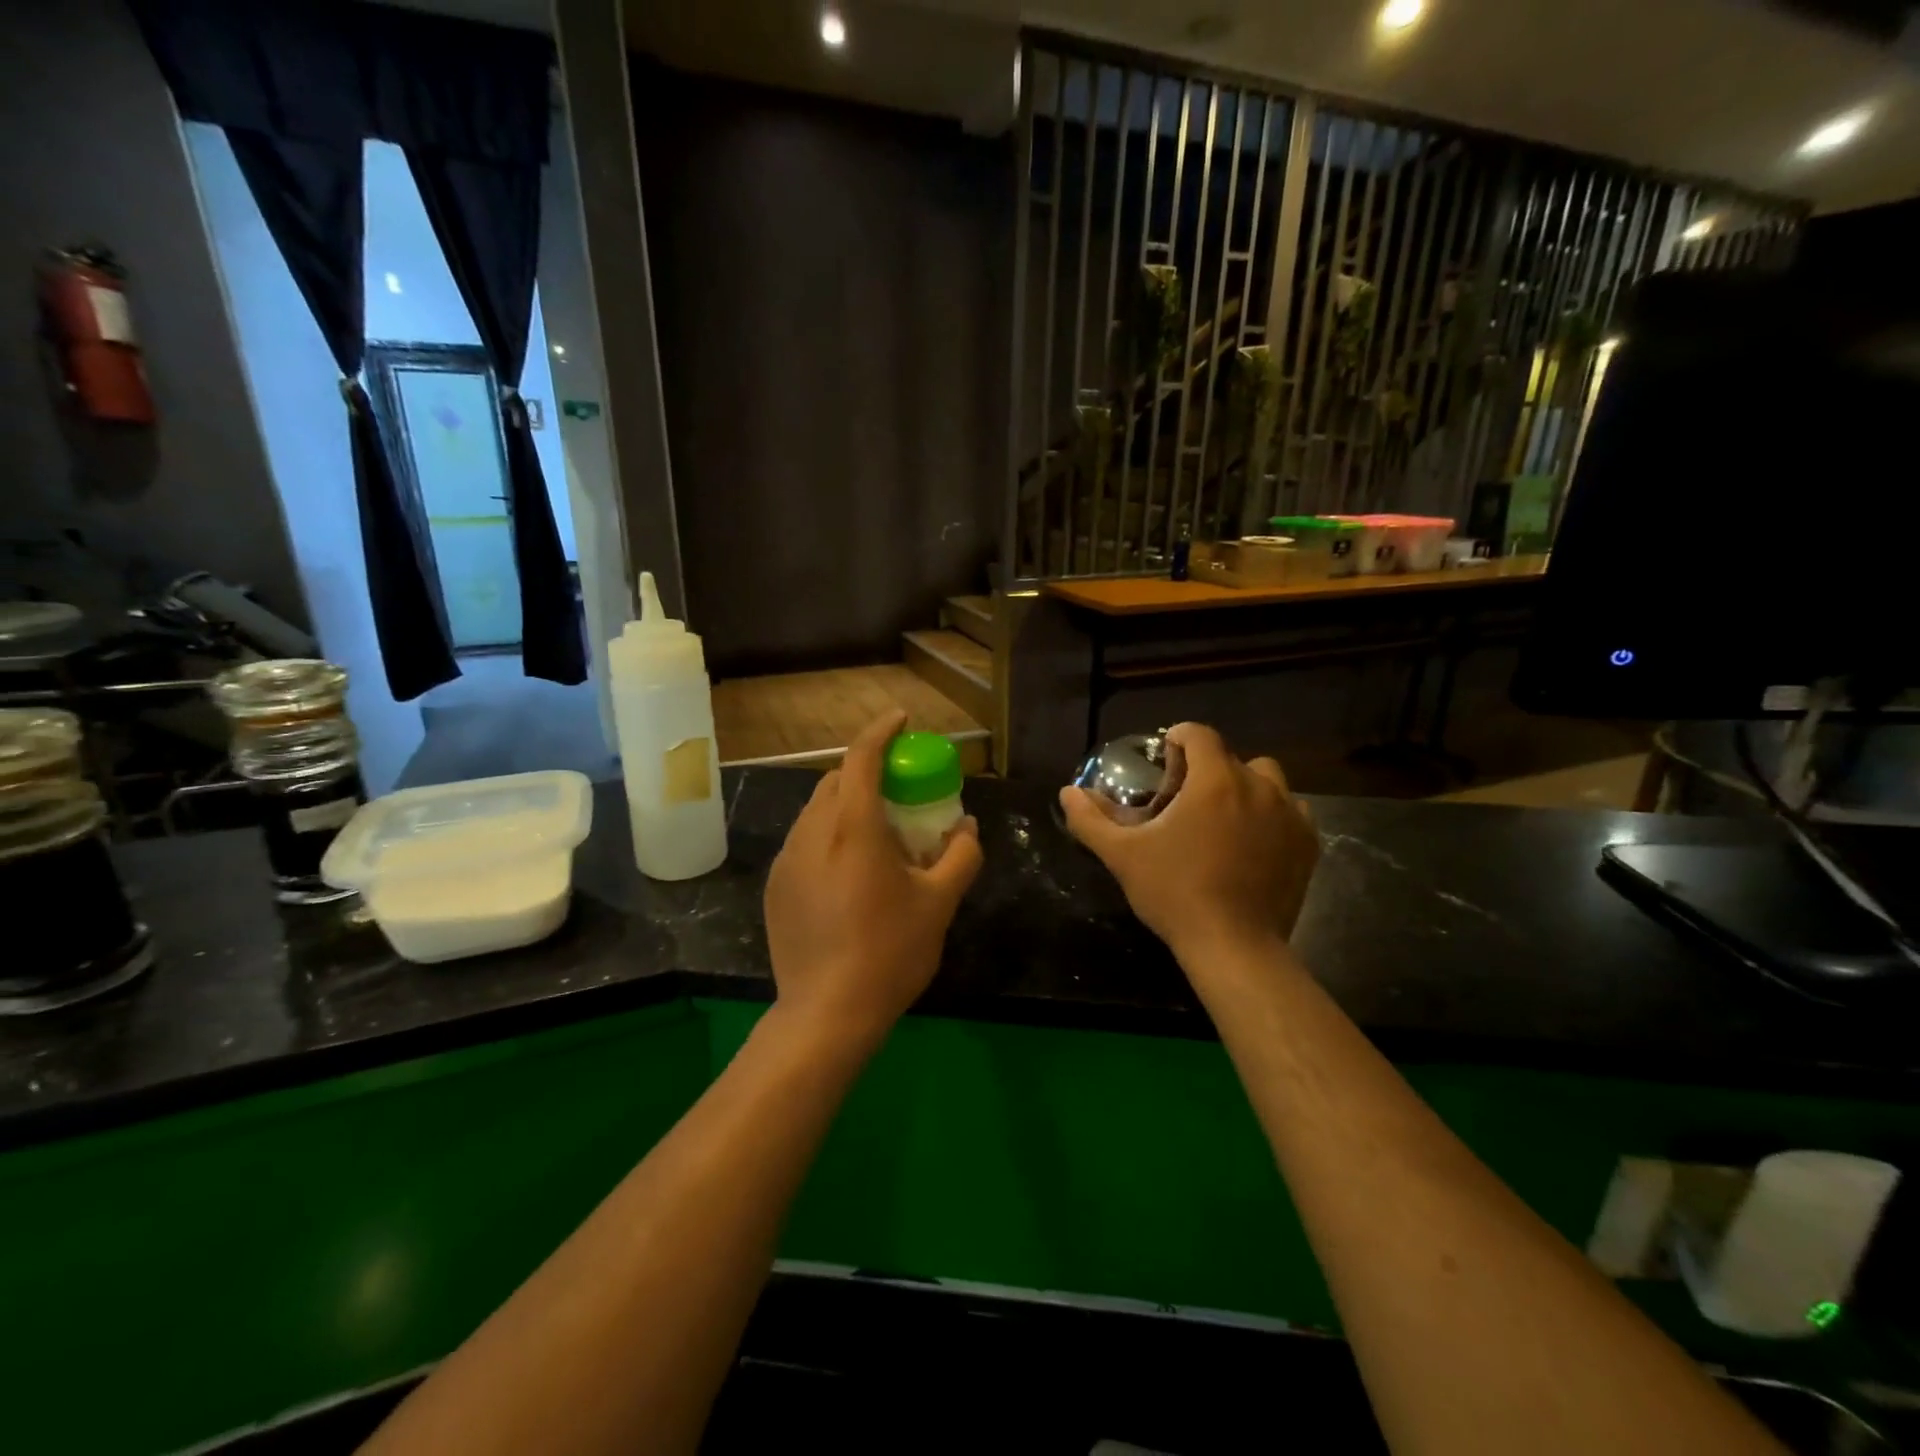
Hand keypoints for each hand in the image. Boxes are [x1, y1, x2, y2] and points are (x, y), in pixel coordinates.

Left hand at [763, 711, 982, 1046]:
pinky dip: (829, 835)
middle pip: (837, 780)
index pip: (862, 758)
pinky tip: (850, 872)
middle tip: (899, 791)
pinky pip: (805, 841)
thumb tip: (969, 827)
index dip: (881, 731)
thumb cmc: (889, 952)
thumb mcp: (939, 903)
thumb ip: (961, 856)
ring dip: (847, 805)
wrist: (825, 1013)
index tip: (901, 719)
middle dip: (867, 772)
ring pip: (817, 811)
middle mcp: (813, 833)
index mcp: (853, 828)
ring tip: (877, 834)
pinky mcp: (776, 887)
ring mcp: (788, 860)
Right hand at [1058, 722, 1318, 964]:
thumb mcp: (1122, 855)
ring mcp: (1289, 815)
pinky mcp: (1307, 844)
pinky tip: (1252, 841)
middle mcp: (1258, 787)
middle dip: (1207, 768)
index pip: (1200, 735)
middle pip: (1231, 757)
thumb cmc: (1174, 892)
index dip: (1179, 738)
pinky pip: (1291, 811)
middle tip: (1185, 799)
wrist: (1234, 946)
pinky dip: (1271, 815)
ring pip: (1267, 780)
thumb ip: (1091, 819)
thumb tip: (1067, 792)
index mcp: (1215, 781)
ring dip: (1244, 787)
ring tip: (1223, 817)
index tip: (1165, 757)